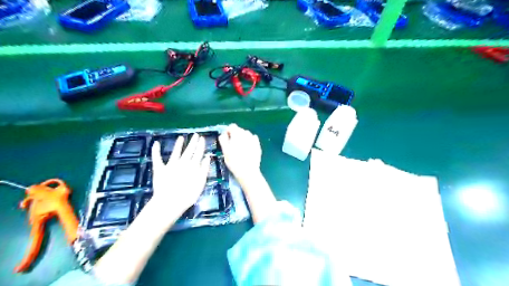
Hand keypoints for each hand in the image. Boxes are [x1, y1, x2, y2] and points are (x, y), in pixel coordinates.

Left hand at [149, 134, 211, 225]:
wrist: (171, 201)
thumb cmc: (188, 195)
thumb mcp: (201, 182)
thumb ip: (204, 168)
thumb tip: (207, 156)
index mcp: (193, 165)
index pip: (198, 152)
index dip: (201, 145)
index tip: (202, 138)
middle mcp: (182, 162)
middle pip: (189, 150)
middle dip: (193, 142)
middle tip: (196, 135)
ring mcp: (171, 165)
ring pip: (176, 152)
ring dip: (178, 144)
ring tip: (181, 138)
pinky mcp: (160, 169)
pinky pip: (157, 158)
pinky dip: (156, 150)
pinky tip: (156, 143)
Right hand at [217, 125, 259, 182]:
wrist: (248, 171)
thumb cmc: (234, 161)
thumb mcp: (225, 151)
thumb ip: (223, 139)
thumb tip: (224, 134)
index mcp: (237, 133)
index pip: (232, 126)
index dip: (228, 132)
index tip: (226, 139)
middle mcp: (246, 133)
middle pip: (239, 130)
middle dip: (235, 135)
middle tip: (232, 146)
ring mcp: (253, 139)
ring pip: (246, 135)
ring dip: (243, 138)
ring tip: (240, 148)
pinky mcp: (258, 145)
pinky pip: (252, 140)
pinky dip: (249, 142)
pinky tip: (247, 150)